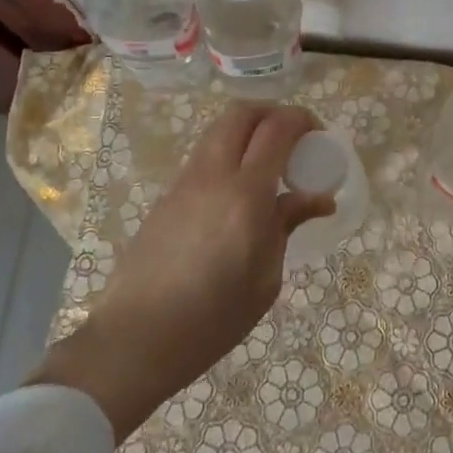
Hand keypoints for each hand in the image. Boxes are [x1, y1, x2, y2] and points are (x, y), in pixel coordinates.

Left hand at [30, 102, 333, 436]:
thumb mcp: (265, 279)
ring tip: (269, 167)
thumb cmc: (212, 320)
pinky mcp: (166, 197)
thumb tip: (318, 198)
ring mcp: (184, 182)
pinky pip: (204, 157)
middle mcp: (212, 175)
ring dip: (249, 132)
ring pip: (219, 131)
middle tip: (294, 140)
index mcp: (245, 194)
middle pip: (242, 112)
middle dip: (273, 113)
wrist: (133, 341)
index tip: (319, 137)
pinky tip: (239, 194)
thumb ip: (287, 225)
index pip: (276, 128)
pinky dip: (229, 155)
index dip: (302, 120)